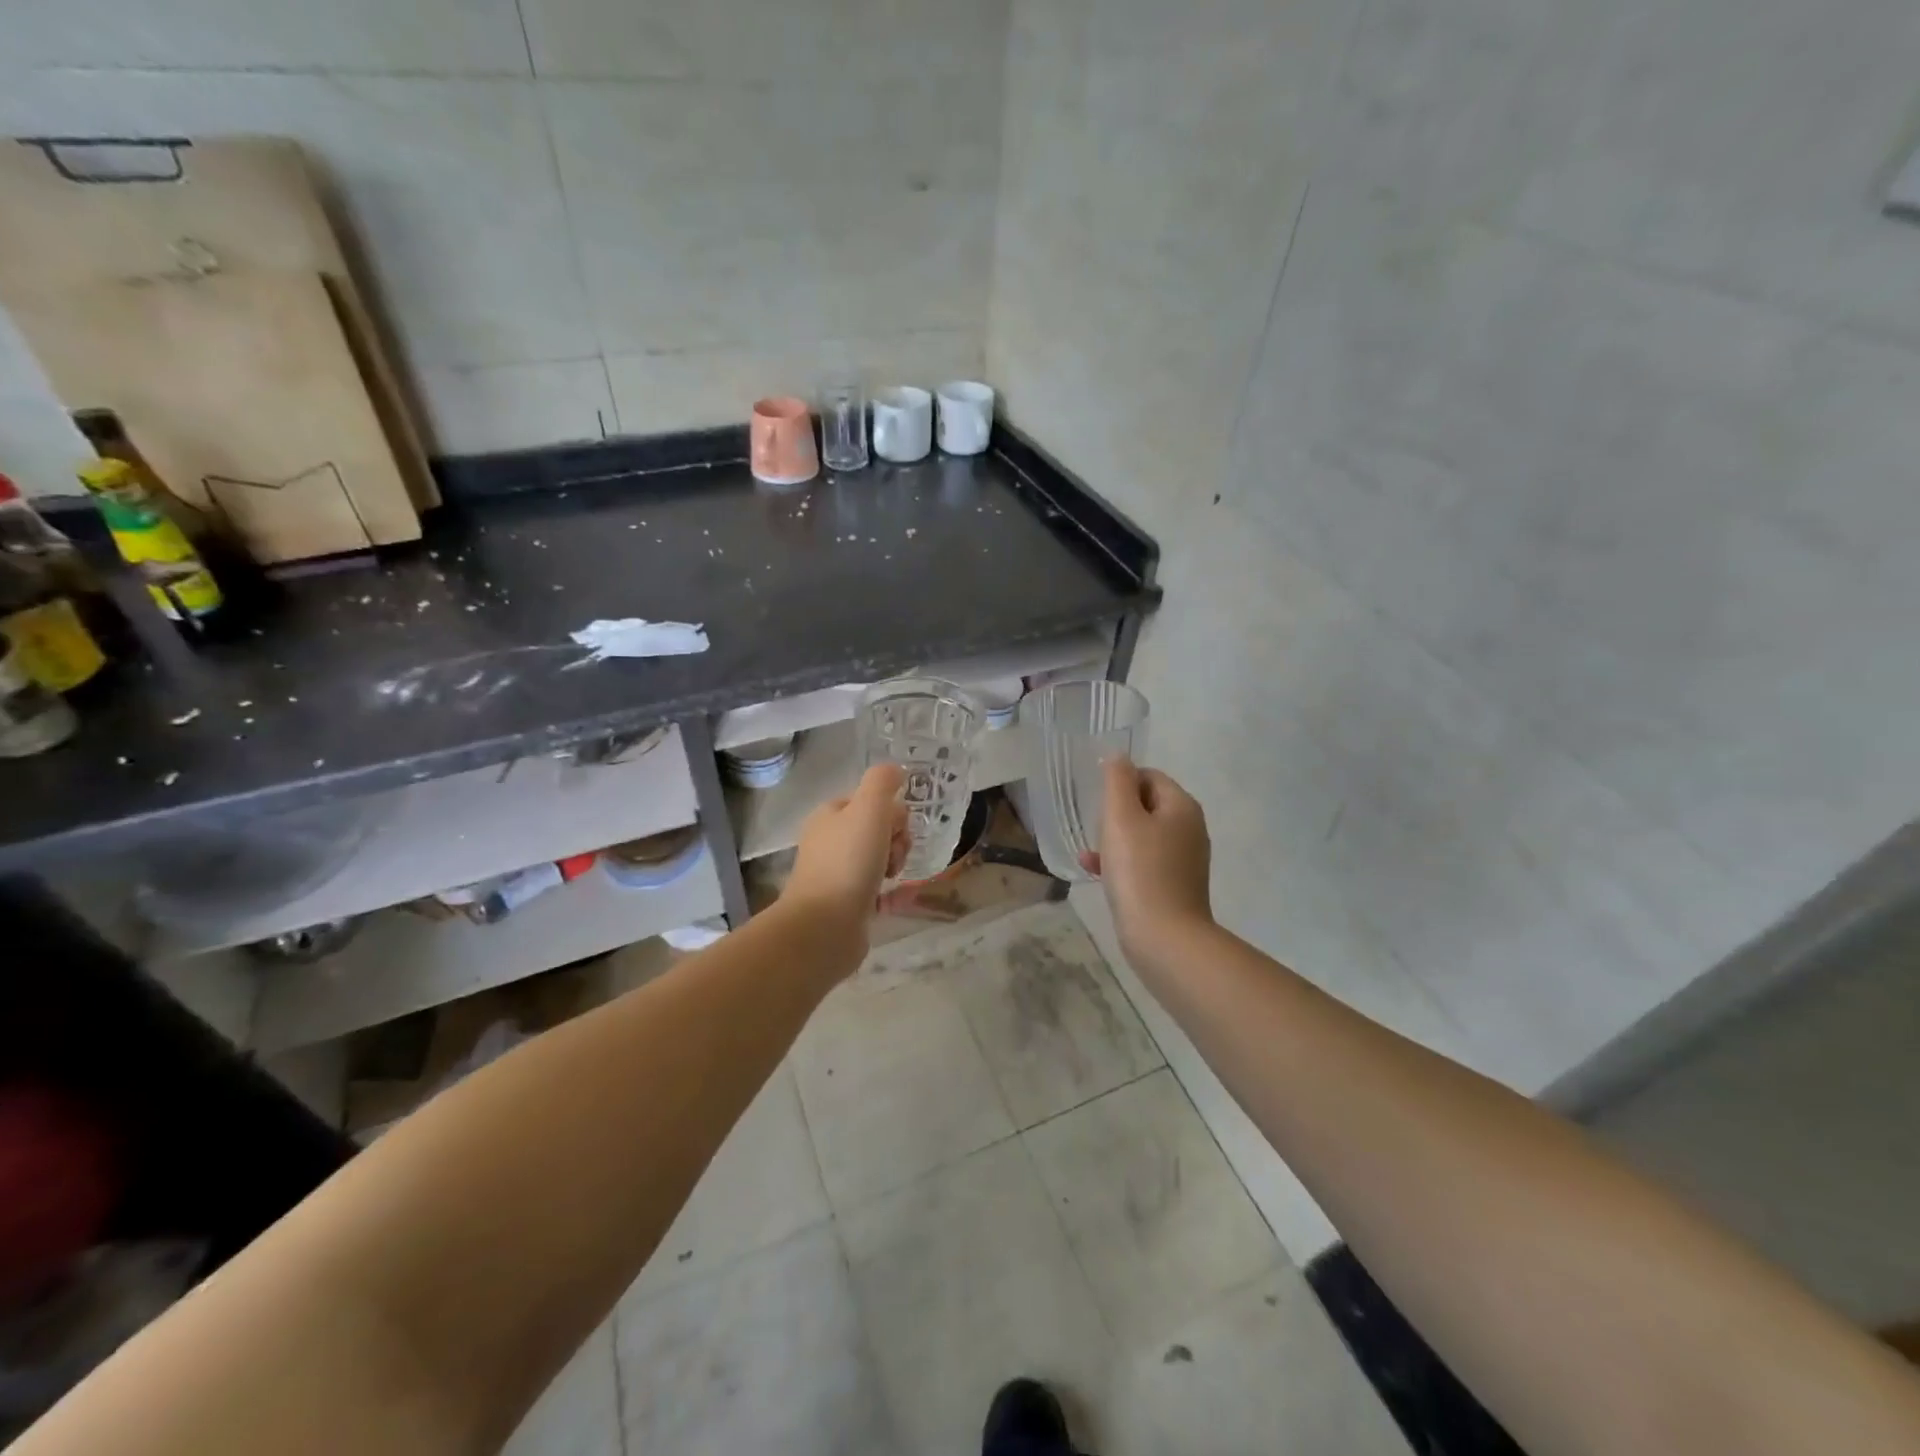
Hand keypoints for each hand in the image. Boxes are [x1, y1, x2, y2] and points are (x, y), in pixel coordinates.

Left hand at [782, 763, 909, 950]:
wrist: (825, 926)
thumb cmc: (848, 861)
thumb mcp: (869, 808)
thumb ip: (883, 783)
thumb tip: (896, 770)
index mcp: (829, 816)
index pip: (869, 801)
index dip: (891, 812)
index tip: (896, 828)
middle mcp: (829, 842)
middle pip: (877, 829)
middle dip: (896, 840)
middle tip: (894, 856)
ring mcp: (836, 875)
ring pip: (879, 858)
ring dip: (895, 864)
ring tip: (892, 878)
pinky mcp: (846, 905)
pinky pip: (878, 890)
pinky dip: (893, 892)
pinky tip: (899, 898)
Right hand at [1082, 757, 1214, 965]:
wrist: (1165, 938)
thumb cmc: (1140, 871)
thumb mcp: (1121, 817)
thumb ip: (1117, 781)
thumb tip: (1118, 757)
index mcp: (1182, 807)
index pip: (1149, 776)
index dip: (1120, 783)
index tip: (1098, 803)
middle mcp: (1190, 829)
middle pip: (1147, 805)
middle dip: (1116, 813)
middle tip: (1095, 828)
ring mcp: (1185, 860)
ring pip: (1143, 835)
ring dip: (1114, 839)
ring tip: (1090, 852)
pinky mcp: (1175, 886)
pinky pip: (1144, 862)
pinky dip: (1122, 862)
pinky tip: (1096, 873)